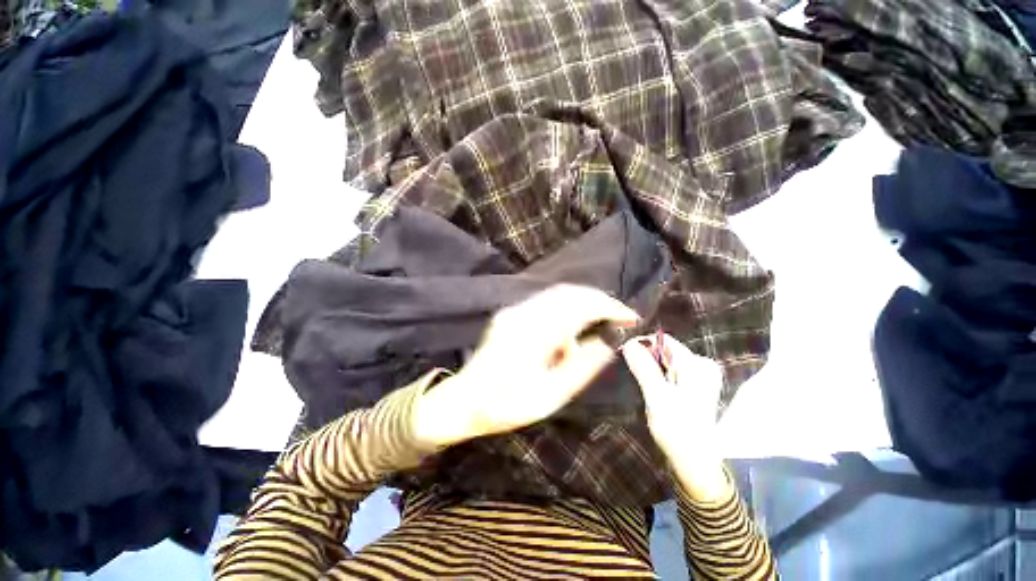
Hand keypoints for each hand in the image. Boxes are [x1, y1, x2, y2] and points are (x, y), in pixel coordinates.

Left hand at [413, 285, 638, 447]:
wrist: (464, 401)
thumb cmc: (507, 406)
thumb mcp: (550, 396)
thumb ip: (581, 367)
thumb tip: (608, 342)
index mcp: (532, 334)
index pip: (579, 307)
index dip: (609, 307)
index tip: (631, 316)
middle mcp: (522, 314)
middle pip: (568, 293)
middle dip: (599, 300)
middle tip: (619, 317)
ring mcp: (514, 310)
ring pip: (557, 294)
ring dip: (583, 302)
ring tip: (600, 321)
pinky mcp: (511, 313)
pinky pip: (546, 301)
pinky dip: (567, 307)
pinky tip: (572, 327)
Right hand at [622, 334, 729, 501]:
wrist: (694, 462)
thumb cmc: (677, 430)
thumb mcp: (657, 397)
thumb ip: (644, 368)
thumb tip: (629, 342)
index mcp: (697, 365)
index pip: (663, 341)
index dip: (642, 345)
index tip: (625, 356)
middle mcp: (702, 365)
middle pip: (665, 350)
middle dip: (646, 358)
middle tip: (632, 374)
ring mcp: (700, 376)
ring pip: (665, 360)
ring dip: (650, 368)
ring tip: (641, 384)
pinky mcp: (694, 385)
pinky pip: (669, 371)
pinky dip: (657, 376)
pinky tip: (651, 389)